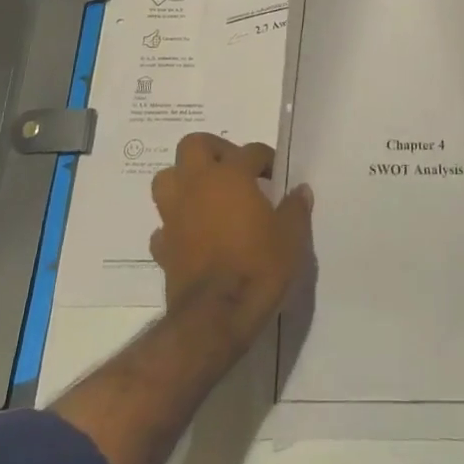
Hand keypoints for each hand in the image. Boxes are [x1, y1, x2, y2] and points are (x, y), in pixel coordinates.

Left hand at [150, 132, 312, 350]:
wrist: (216, 317)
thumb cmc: (258, 267)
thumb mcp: (291, 237)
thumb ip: (295, 209)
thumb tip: (301, 190)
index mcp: (230, 175)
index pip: (250, 151)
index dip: (265, 159)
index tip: (275, 175)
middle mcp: (197, 185)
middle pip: (193, 145)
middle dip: (213, 150)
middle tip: (233, 169)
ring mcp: (175, 215)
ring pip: (167, 179)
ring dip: (184, 181)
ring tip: (206, 196)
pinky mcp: (163, 246)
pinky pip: (164, 225)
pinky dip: (175, 225)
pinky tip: (191, 236)